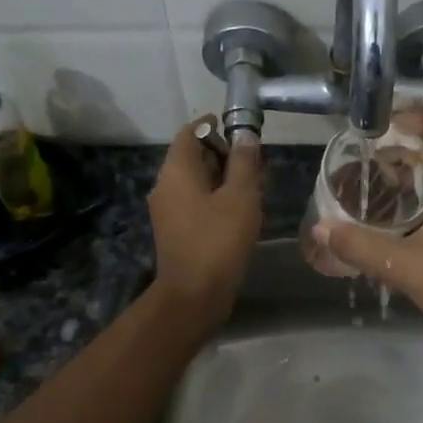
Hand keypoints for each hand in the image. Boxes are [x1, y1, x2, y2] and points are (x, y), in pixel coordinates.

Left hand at [148, 122, 261, 332]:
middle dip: (225, 155)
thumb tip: (245, 137)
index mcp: (176, 171)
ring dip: (224, 179)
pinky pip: (197, 203)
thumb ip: (244, 163)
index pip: (190, 132)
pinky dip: (217, 199)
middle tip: (257, 163)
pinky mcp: (176, 231)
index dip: (215, 127)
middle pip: (194, 157)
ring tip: (256, 187)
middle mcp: (166, 186)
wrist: (194, 295)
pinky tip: (242, 210)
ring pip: (198, 182)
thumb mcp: (240, 196)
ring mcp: (168, 210)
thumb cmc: (218, 240)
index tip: (242, 131)